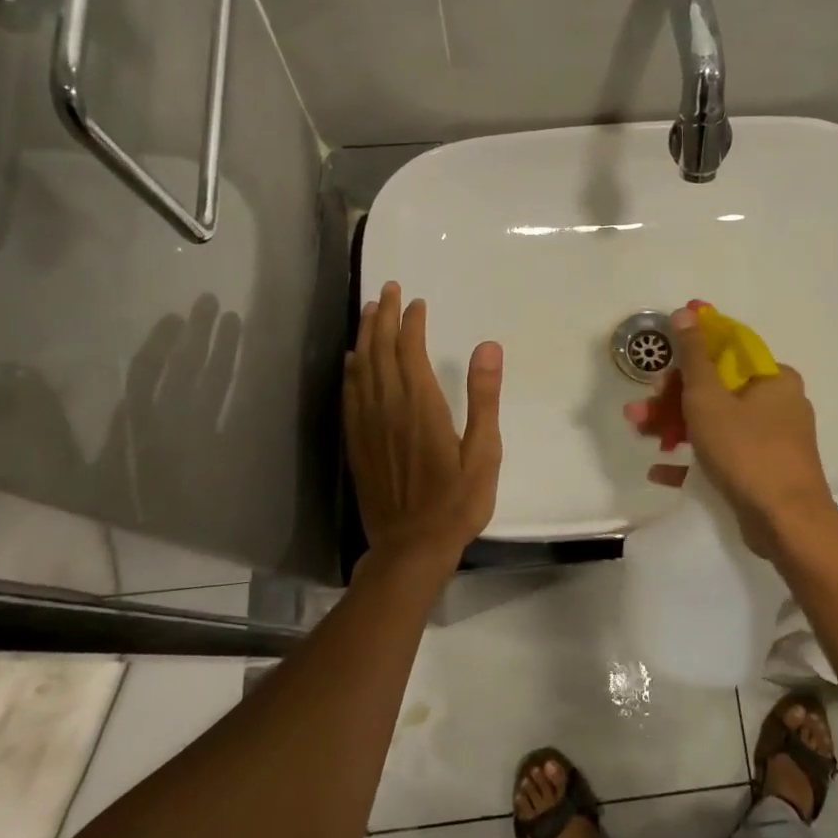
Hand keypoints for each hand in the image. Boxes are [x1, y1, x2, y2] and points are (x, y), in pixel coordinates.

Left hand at [344, 282, 502, 576]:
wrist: (411, 547)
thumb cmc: (457, 502)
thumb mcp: (484, 452)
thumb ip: (484, 397)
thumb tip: (488, 347)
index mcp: (421, 406)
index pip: (410, 351)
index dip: (411, 323)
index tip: (416, 302)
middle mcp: (389, 407)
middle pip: (380, 351)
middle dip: (383, 316)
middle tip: (388, 290)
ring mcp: (368, 425)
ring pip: (361, 368)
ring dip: (364, 335)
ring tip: (368, 311)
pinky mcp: (356, 443)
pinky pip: (349, 395)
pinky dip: (350, 370)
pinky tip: (351, 360)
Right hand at [625, 306, 835, 556]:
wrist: (787, 524)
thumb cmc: (746, 451)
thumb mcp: (709, 398)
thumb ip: (693, 356)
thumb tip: (686, 312)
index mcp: (773, 378)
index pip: (726, 352)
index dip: (688, 356)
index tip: (660, 367)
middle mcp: (778, 403)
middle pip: (716, 389)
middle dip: (672, 399)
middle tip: (640, 409)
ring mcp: (772, 439)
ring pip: (716, 422)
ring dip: (675, 426)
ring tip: (639, 434)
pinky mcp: (764, 470)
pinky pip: (724, 454)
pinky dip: (694, 457)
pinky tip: (661, 468)